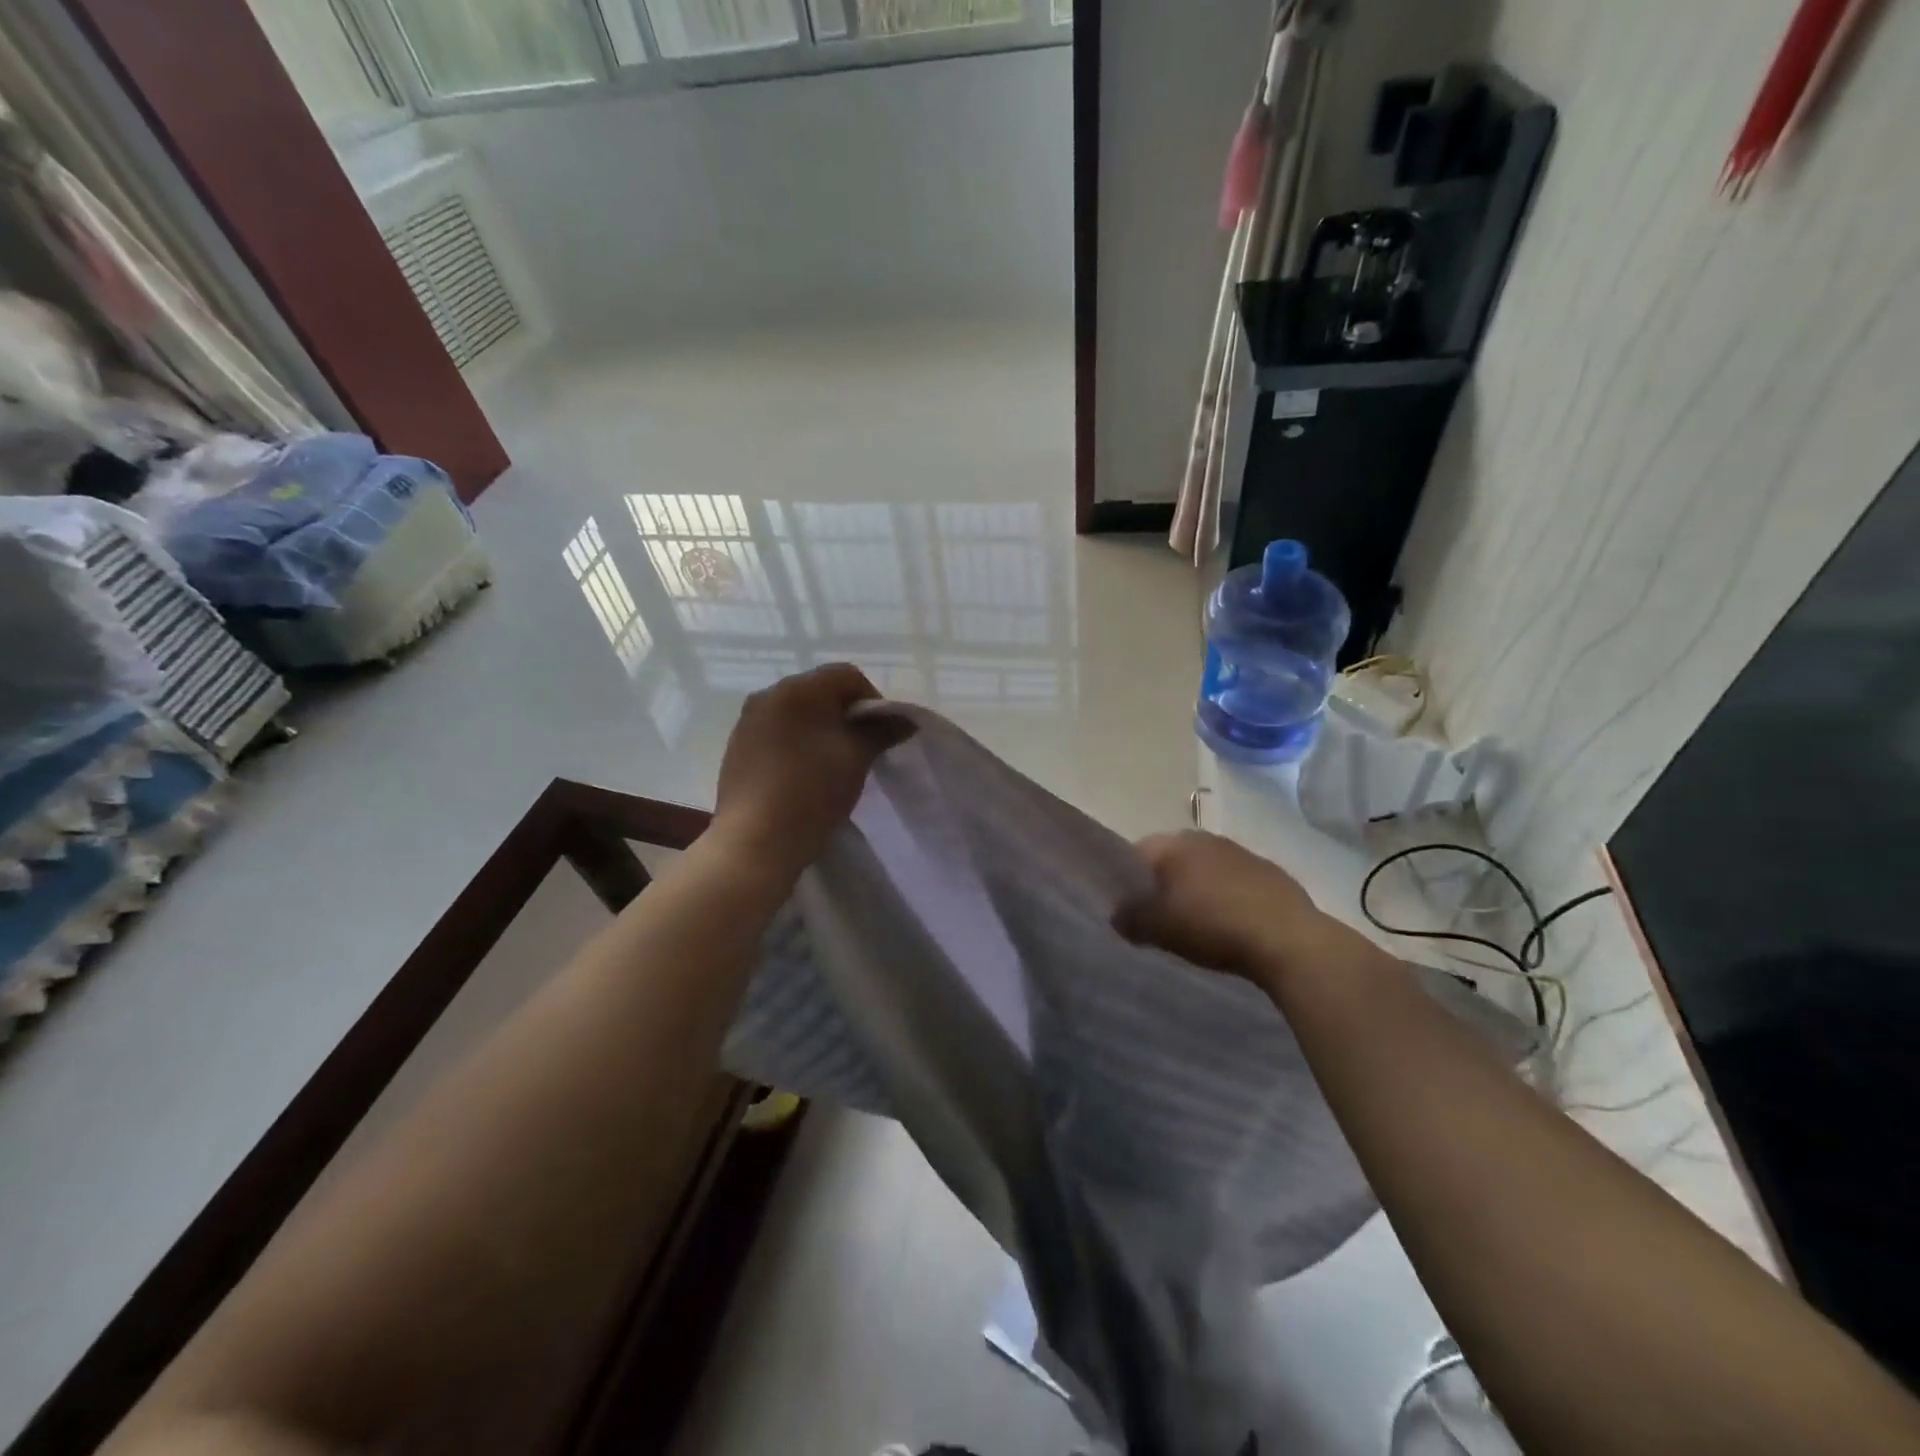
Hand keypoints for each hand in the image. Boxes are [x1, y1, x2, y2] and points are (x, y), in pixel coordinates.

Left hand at [713, 664, 910, 881]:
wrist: (755, 842)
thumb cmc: (812, 791)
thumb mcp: (857, 758)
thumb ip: (882, 731)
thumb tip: (906, 719)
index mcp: (797, 689)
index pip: (846, 676)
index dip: (873, 700)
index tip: (882, 734)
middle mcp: (767, 696)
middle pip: (819, 692)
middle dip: (846, 715)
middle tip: (862, 750)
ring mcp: (747, 723)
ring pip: (797, 714)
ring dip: (821, 730)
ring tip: (833, 765)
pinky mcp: (738, 750)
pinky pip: (778, 734)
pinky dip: (798, 745)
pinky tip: (804, 776)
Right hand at [1114, 831, 1368, 992]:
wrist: (1289, 941)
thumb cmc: (1213, 926)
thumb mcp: (1159, 929)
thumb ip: (1130, 918)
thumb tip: (1118, 915)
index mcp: (1176, 843)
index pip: (1136, 853)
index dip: (1127, 880)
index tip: (1129, 909)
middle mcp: (1206, 838)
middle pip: (1171, 860)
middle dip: (1163, 885)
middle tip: (1160, 919)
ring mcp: (1241, 853)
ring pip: (1204, 870)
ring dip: (1197, 891)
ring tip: (1197, 926)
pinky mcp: (1270, 873)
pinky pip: (1234, 882)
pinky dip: (1227, 898)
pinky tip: (1231, 926)